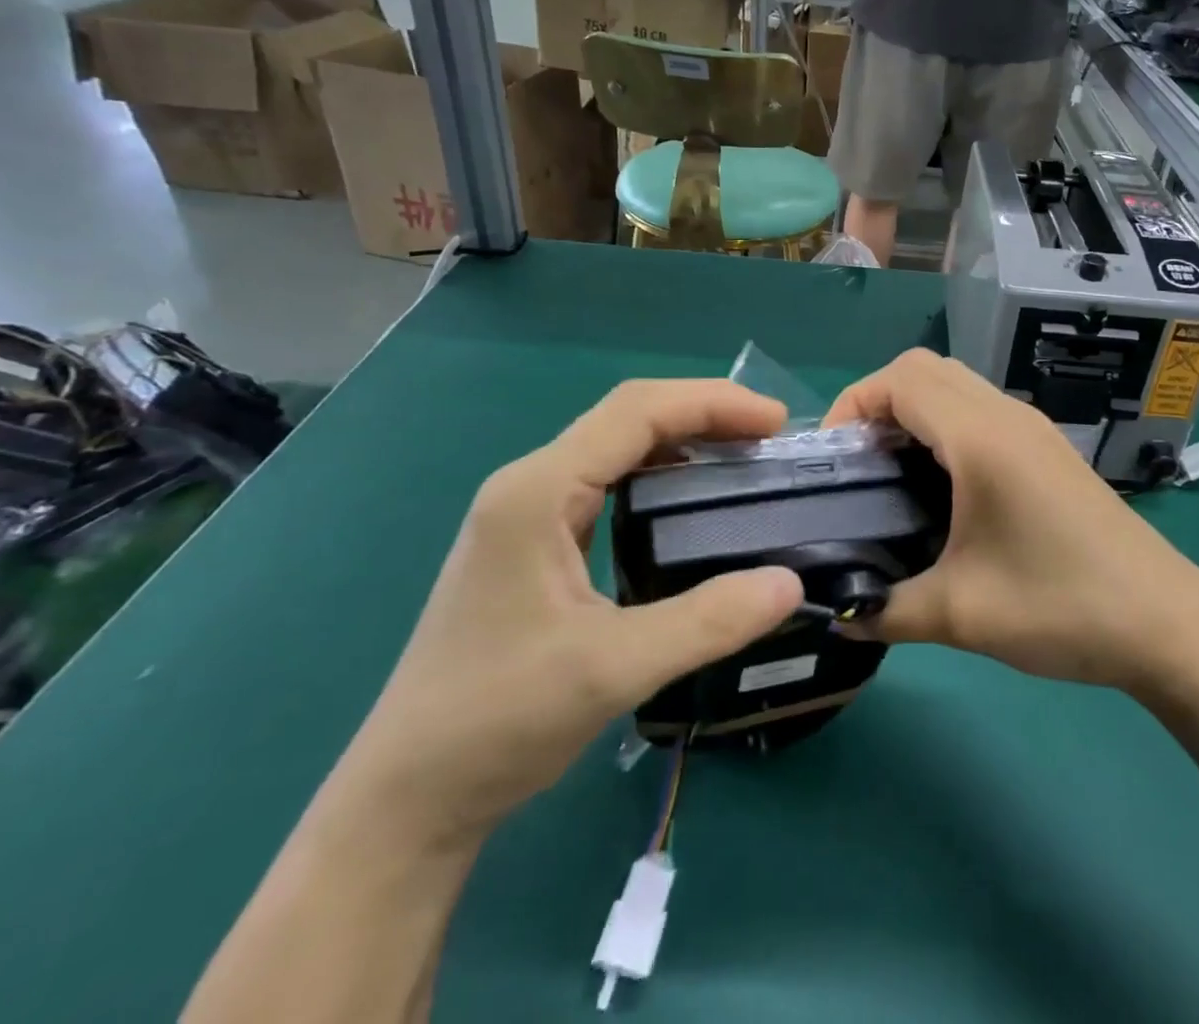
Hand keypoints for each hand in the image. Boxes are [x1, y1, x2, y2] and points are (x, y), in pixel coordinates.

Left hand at [338, 380, 804, 844]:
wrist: (408, 796)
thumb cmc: (497, 721)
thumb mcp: (611, 670)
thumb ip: (706, 622)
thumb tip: (790, 584)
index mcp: (538, 491)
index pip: (636, 411)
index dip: (712, 403)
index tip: (775, 423)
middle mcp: (531, 485)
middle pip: (628, 417)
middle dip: (704, 414)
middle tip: (770, 438)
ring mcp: (528, 513)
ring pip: (618, 448)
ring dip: (684, 441)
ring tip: (743, 459)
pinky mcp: (535, 543)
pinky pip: (609, 484)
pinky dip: (662, 476)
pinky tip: (693, 504)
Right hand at [823, 351, 1198, 691]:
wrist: (1167, 623)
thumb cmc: (1061, 606)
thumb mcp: (961, 615)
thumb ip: (885, 610)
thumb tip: (836, 615)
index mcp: (981, 438)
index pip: (900, 379)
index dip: (854, 404)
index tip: (834, 458)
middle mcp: (1006, 416)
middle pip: (925, 369)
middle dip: (878, 402)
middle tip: (858, 464)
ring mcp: (1033, 428)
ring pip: (955, 384)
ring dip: (913, 411)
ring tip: (890, 474)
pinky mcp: (1047, 449)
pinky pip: (980, 409)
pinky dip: (944, 424)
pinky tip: (941, 486)